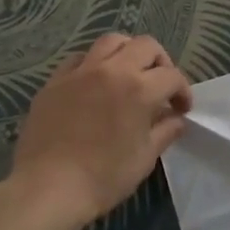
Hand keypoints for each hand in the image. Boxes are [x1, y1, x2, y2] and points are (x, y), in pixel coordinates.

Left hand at [10, 35, 192, 228]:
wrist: (47, 188)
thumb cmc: (103, 178)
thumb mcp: (144, 158)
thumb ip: (165, 132)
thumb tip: (176, 119)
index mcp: (139, 89)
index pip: (172, 76)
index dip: (182, 91)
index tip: (181, 109)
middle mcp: (112, 70)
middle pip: (146, 46)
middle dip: (161, 62)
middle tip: (160, 86)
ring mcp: (81, 72)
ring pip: (111, 41)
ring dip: (128, 52)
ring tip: (129, 74)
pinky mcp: (55, 81)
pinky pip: (80, 58)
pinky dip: (94, 63)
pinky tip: (95, 82)